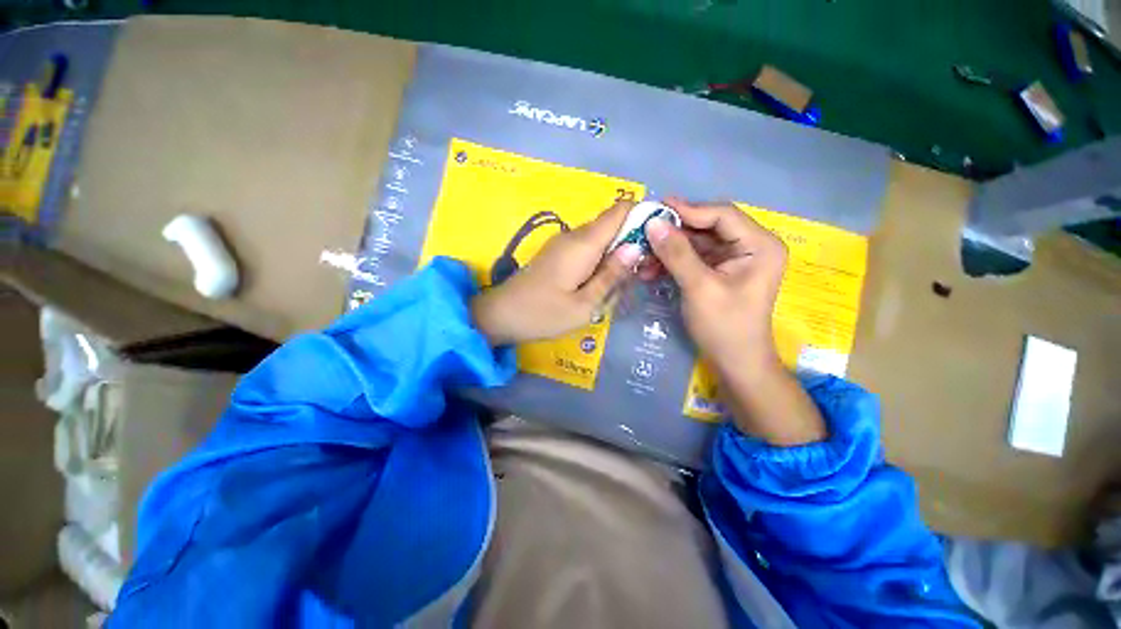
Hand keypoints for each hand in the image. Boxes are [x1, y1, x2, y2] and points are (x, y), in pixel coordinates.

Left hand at [471, 200, 642, 344]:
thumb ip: (611, 275)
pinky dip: (601, 259)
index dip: (643, 215)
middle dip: (633, 240)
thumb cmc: (543, 314)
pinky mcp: (558, 253)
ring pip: (601, 237)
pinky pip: (588, 248)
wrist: (501, 315)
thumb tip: (636, 247)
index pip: (620, 210)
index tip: (658, 239)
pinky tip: (603, 282)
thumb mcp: (584, 305)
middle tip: (643, 271)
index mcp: (584, 243)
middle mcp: (575, 235)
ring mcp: (564, 243)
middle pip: (613, 223)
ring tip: (625, 281)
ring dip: (617, 253)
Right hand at [641, 198, 786, 371]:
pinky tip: (651, 270)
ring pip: (696, 243)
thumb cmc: (724, 326)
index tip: (655, 209)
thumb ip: (676, 253)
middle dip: (673, 233)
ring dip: (668, 250)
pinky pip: (693, 258)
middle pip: (707, 227)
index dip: (688, 210)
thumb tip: (652, 223)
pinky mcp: (719, 271)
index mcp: (759, 245)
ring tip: (642, 256)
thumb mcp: (699, 287)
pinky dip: (672, 262)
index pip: (722, 215)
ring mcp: (734, 259)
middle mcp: (750, 246)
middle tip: (643, 232)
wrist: (734, 362)